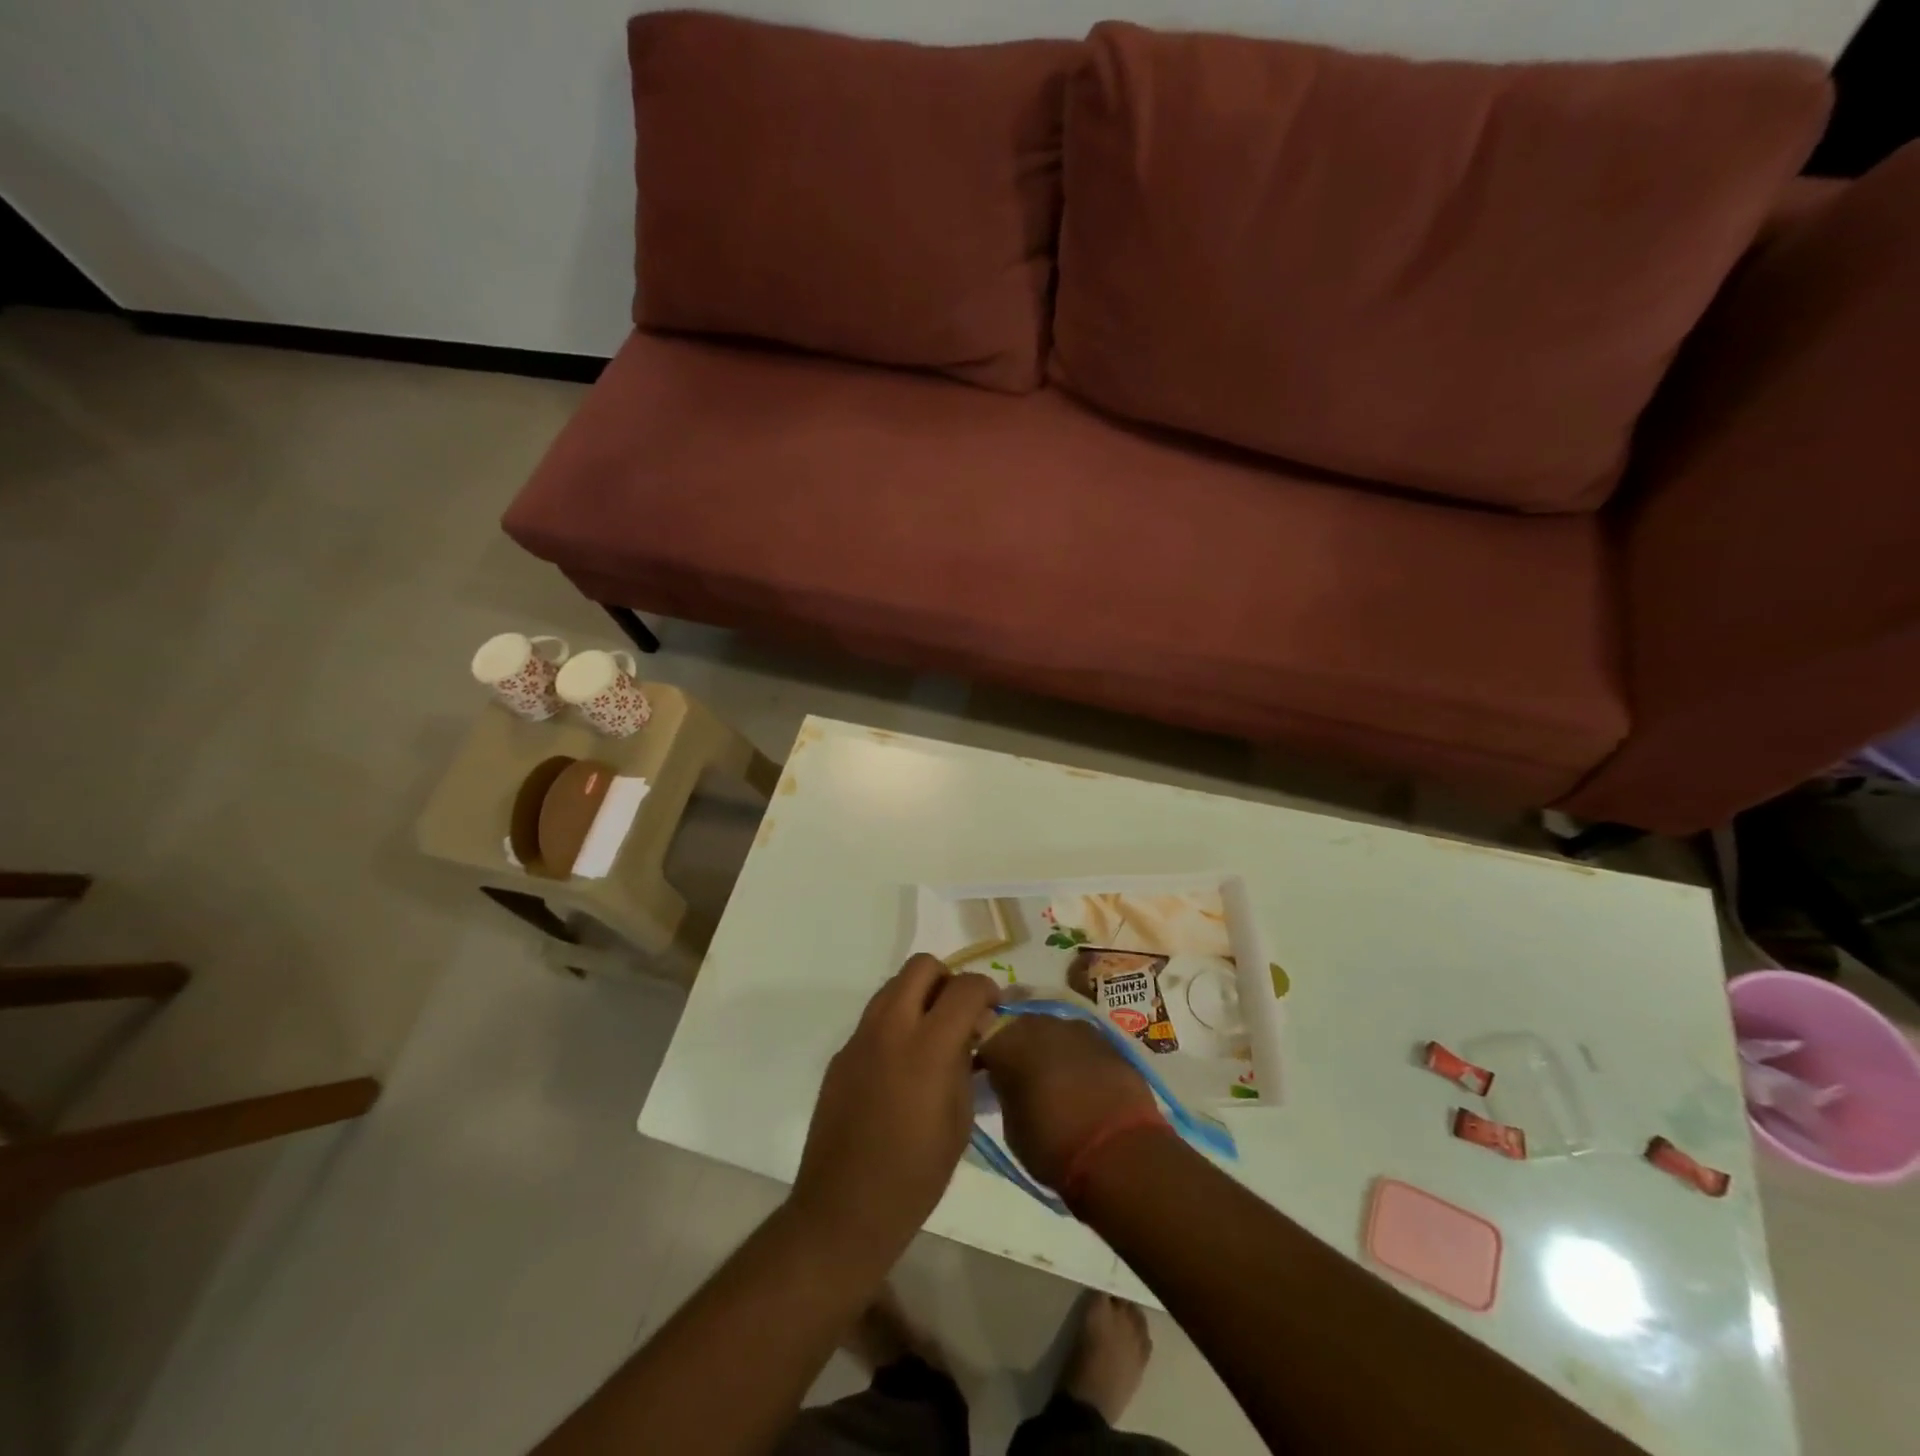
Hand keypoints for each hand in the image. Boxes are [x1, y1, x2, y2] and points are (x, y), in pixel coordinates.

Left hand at [790, 955, 999, 1261]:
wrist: (845, 1208)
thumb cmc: (916, 1174)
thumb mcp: (960, 1119)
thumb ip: (964, 1063)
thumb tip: (968, 1034)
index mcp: (927, 1045)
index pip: (965, 987)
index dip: (985, 990)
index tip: (992, 1010)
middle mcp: (890, 1027)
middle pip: (921, 966)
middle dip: (947, 980)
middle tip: (959, 1014)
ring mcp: (860, 1038)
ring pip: (893, 985)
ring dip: (919, 996)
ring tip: (932, 1037)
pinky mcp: (841, 1054)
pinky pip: (874, 1018)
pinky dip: (895, 1023)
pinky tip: (902, 1067)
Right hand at [978, 1015, 1161, 1191]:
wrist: (1119, 1151)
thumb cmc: (1054, 1145)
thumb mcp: (1012, 1127)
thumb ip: (1006, 1092)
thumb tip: (1008, 1083)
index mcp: (1008, 1042)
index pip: (985, 1040)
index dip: (985, 1059)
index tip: (986, 1076)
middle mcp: (1040, 1024)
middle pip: (1019, 1027)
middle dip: (1017, 1046)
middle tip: (1019, 1075)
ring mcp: (1076, 1027)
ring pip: (1052, 1030)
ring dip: (1048, 1047)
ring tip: (1052, 1076)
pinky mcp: (1107, 1039)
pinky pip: (1080, 1041)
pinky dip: (1075, 1055)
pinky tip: (1080, 1078)